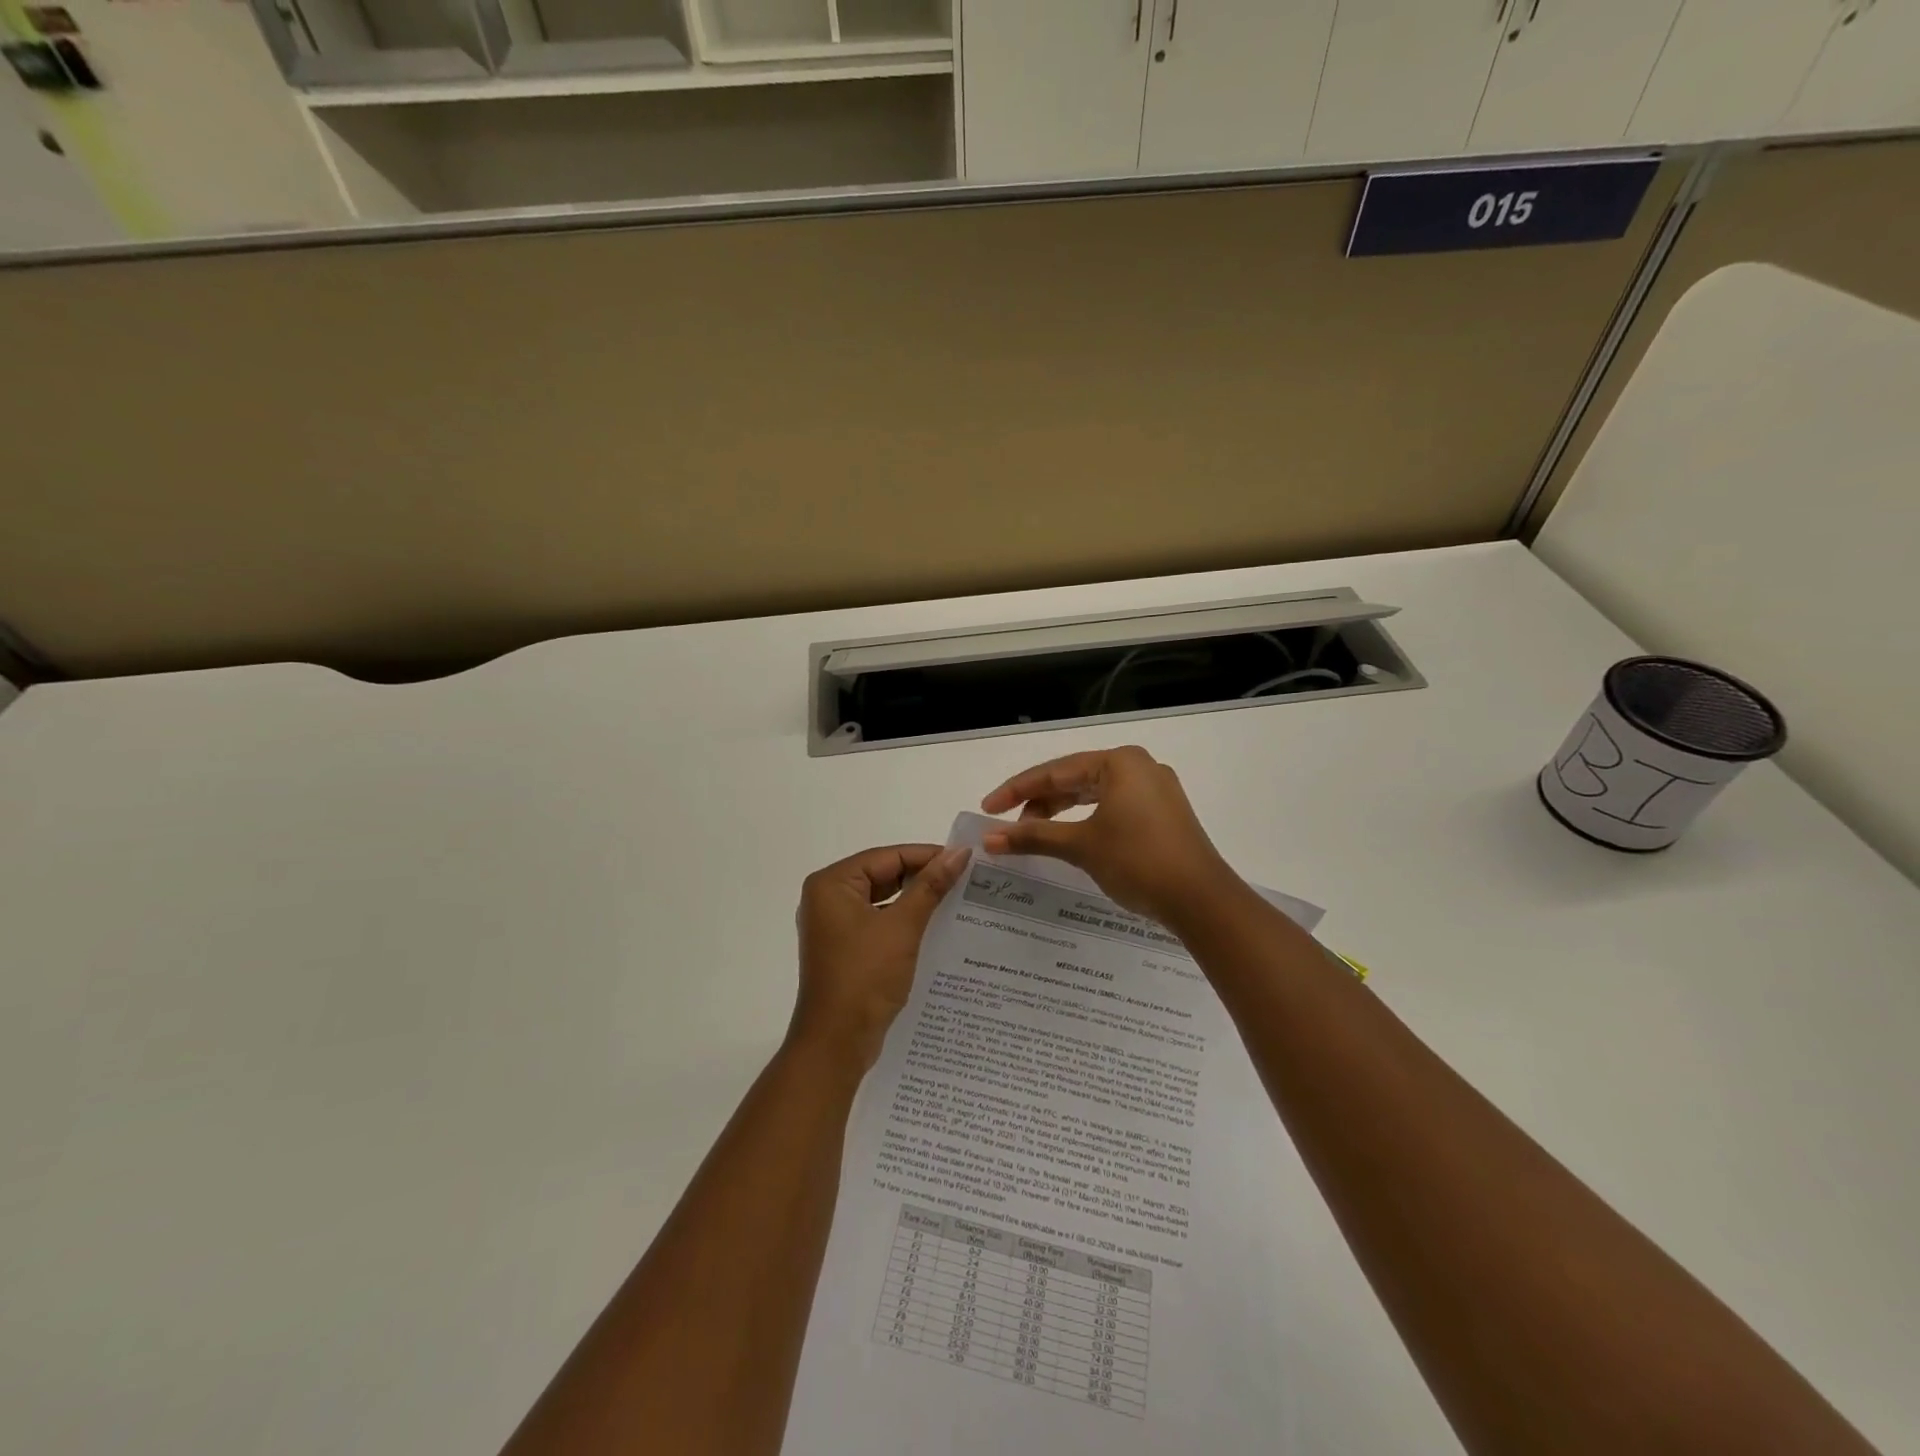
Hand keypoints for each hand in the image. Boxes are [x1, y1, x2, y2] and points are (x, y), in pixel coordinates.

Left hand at [792, 843, 971, 1068]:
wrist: (836, 1043)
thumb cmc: (865, 977)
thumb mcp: (902, 927)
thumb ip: (930, 886)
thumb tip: (959, 853)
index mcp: (832, 884)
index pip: (887, 856)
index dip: (927, 856)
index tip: (965, 859)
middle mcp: (827, 899)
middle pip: (883, 875)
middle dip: (922, 878)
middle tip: (965, 879)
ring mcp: (834, 926)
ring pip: (883, 900)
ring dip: (915, 901)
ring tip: (957, 900)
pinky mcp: (845, 949)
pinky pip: (878, 923)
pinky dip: (904, 923)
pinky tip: (936, 928)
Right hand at [980, 746, 1237, 925]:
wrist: (1201, 900)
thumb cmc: (1138, 861)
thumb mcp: (1081, 846)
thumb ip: (1033, 836)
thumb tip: (989, 838)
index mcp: (1120, 762)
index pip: (1055, 771)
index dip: (1016, 790)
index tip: (987, 808)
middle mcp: (1139, 767)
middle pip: (1074, 779)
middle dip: (1039, 802)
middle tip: (1008, 826)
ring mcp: (1155, 790)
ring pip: (1094, 794)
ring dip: (1061, 813)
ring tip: (1033, 834)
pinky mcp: (1163, 814)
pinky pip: (1113, 807)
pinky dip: (1086, 821)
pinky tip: (1069, 838)